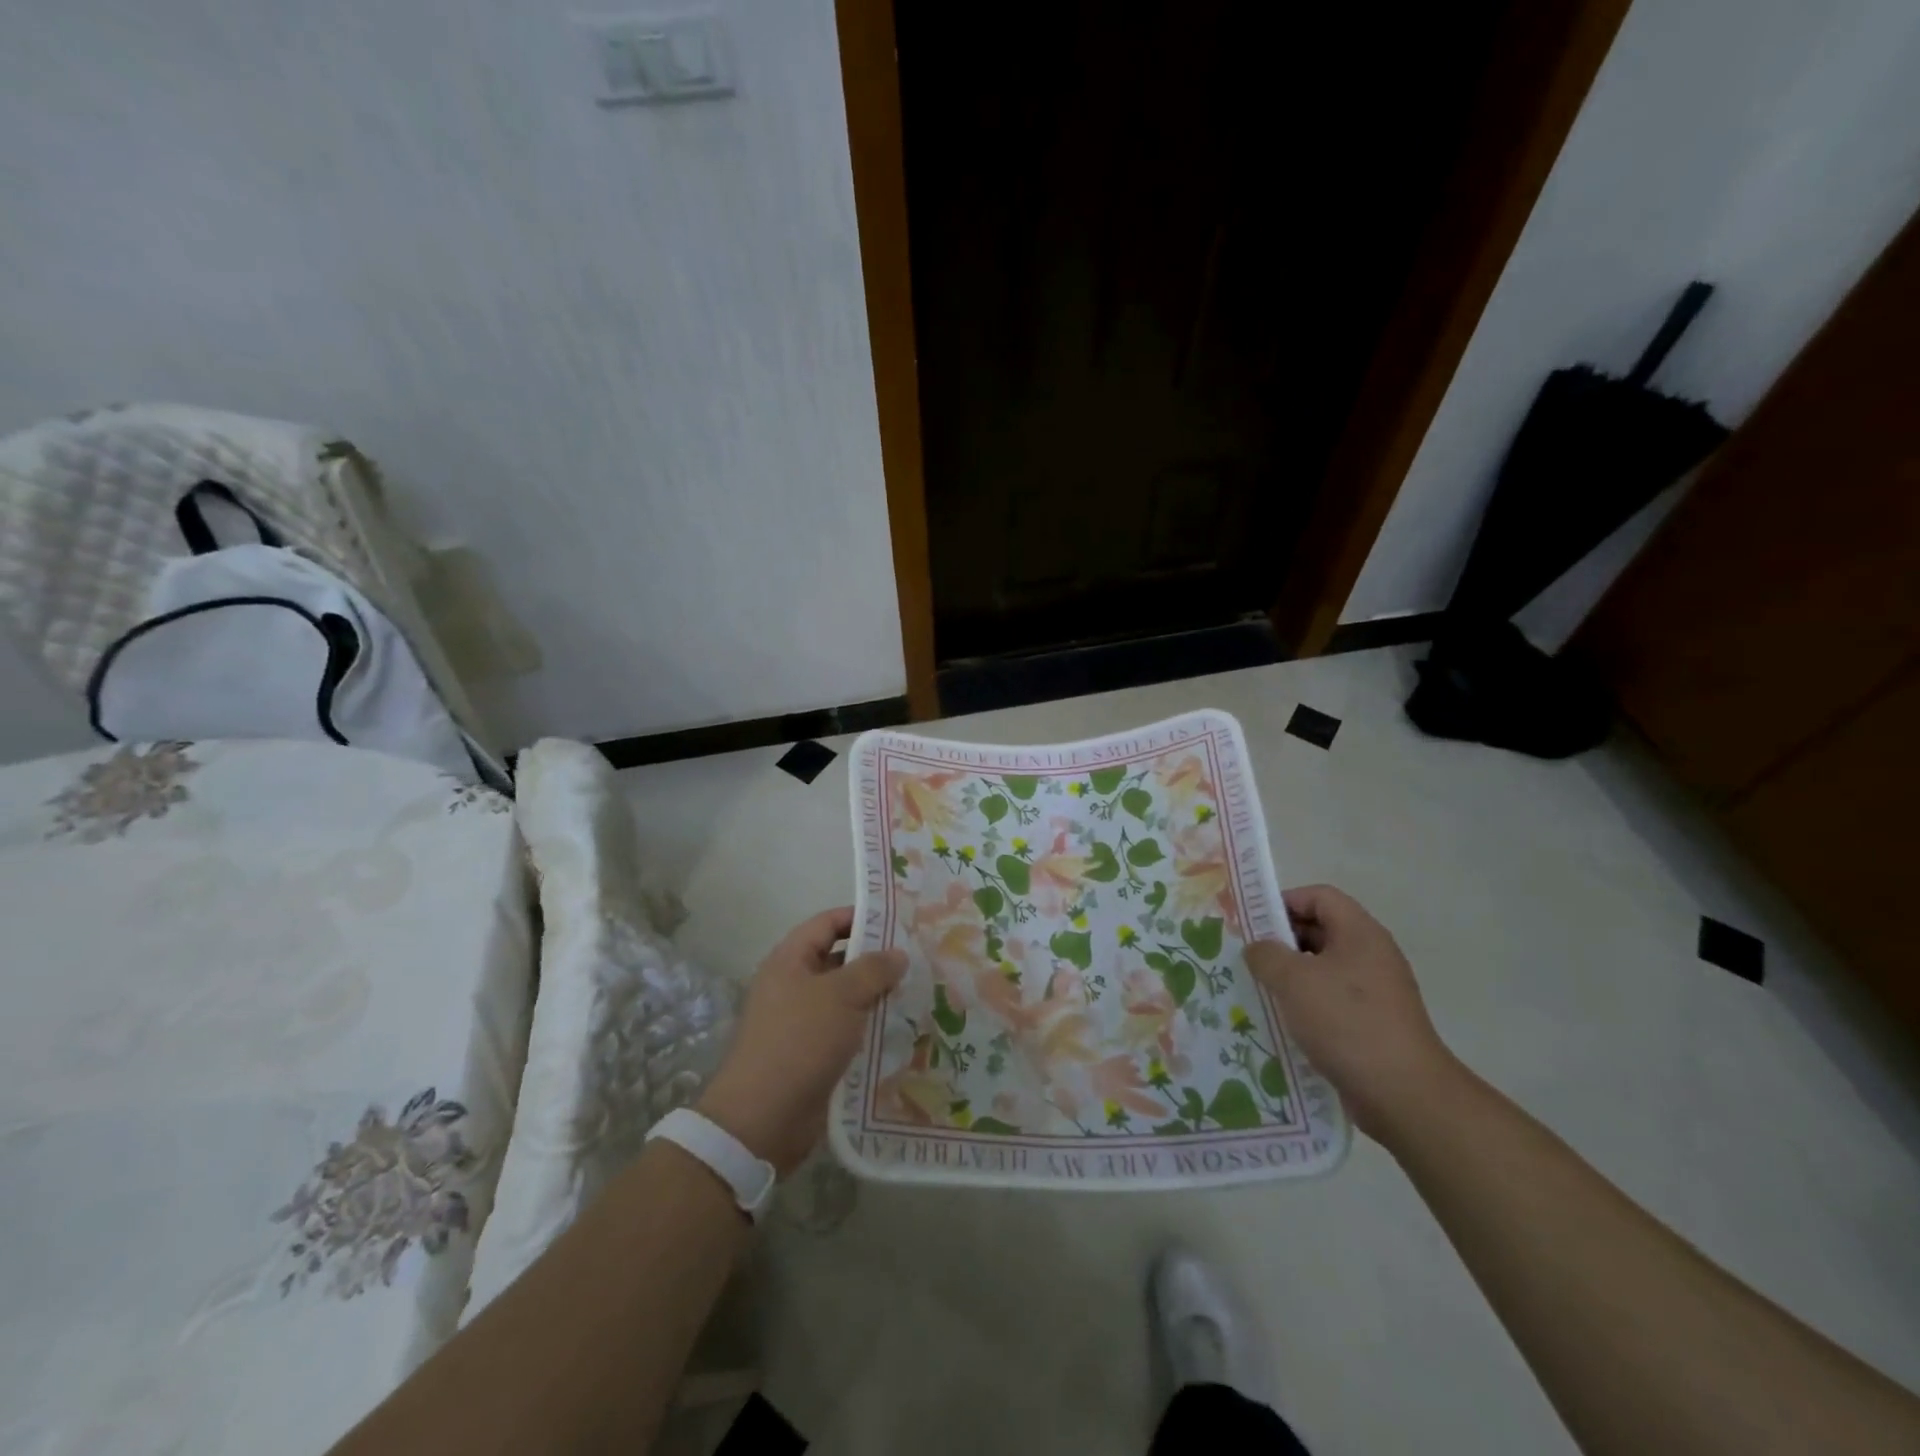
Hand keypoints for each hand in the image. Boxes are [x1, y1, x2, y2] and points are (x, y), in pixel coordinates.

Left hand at [696, 907, 905, 1175]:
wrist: (763, 1119)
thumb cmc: (800, 1041)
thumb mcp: (841, 996)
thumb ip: (873, 969)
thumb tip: (898, 953)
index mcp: (790, 961)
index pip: (827, 923)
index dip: (859, 917)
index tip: (898, 919)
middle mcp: (793, 985)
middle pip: (838, 960)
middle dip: (875, 959)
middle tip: (917, 957)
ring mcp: (802, 1022)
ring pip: (846, 998)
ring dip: (877, 996)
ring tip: (919, 991)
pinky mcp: (812, 1054)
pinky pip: (846, 1030)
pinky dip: (870, 1027)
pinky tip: (902, 1029)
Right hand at [1245, 884, 1458, 1138]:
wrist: (1404, 1095)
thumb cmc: (1347, 1023)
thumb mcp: (1294, 980)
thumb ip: (1266, 954)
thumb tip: (1258, 948)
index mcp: (1360, 933)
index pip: (1319, 896)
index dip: (1284, 902)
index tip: (1253, 923)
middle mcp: (1372, 955)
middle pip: (1321, 930)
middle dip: (1282, 940)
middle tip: (1248, 957)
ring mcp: (1375, 991)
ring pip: (1323, 968)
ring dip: (1290, 975)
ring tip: (1258, 989)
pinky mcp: (1373, 1023)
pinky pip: (1331, 1000)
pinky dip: (1306, 1004)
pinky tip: (1282, 1021)